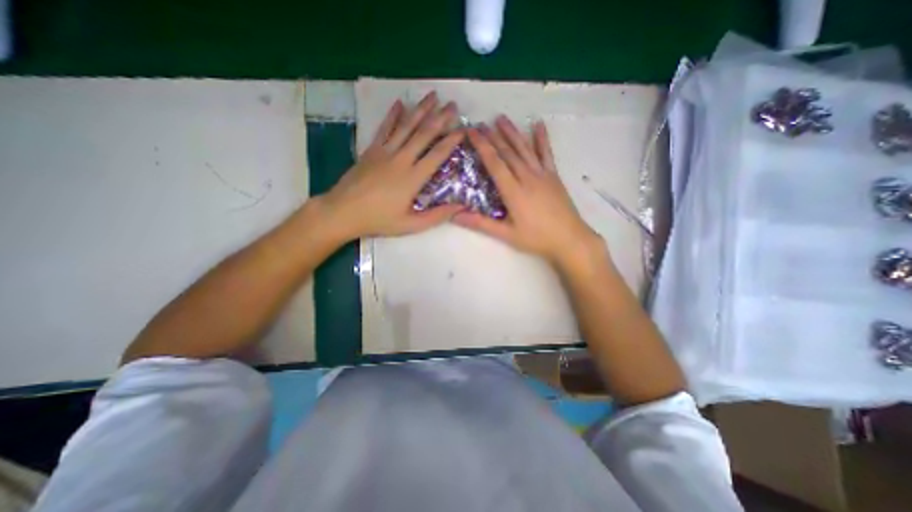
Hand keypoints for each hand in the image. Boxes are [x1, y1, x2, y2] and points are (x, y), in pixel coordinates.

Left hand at [317, 90, 462, 240]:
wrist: (343, 211)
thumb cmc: (379, 220)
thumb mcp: (411, 224)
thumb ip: (437, 216)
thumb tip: (461, 207)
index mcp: (413, 178)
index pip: (437, 154)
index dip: (452, 141)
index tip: (463, 129)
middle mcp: (401, 159)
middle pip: (424, 134)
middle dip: (441, 118)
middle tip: (453, 105)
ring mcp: (385, 151)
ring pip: (406, 126)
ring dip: (421, 110)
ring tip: (433, 95)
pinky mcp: (371, 150)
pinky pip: (385, 128)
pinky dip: (393, 115)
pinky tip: (400, 103)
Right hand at [452, 113, 602, 268]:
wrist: (570, 239)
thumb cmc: (536, 239)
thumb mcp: (506, 234)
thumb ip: (481, 224)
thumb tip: (454, 216)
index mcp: (513, 191)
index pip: (495, 163)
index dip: (482, 146)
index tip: (471, 132)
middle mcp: (527, 177)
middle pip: (508, 152)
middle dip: (493, 136)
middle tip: (481, 123)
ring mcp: (542, 174)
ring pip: (524, 149)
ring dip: (512, 132)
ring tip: (501, 118)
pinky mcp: (554, 176)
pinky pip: (547, 153)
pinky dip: (542, 138)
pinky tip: (538, 124)